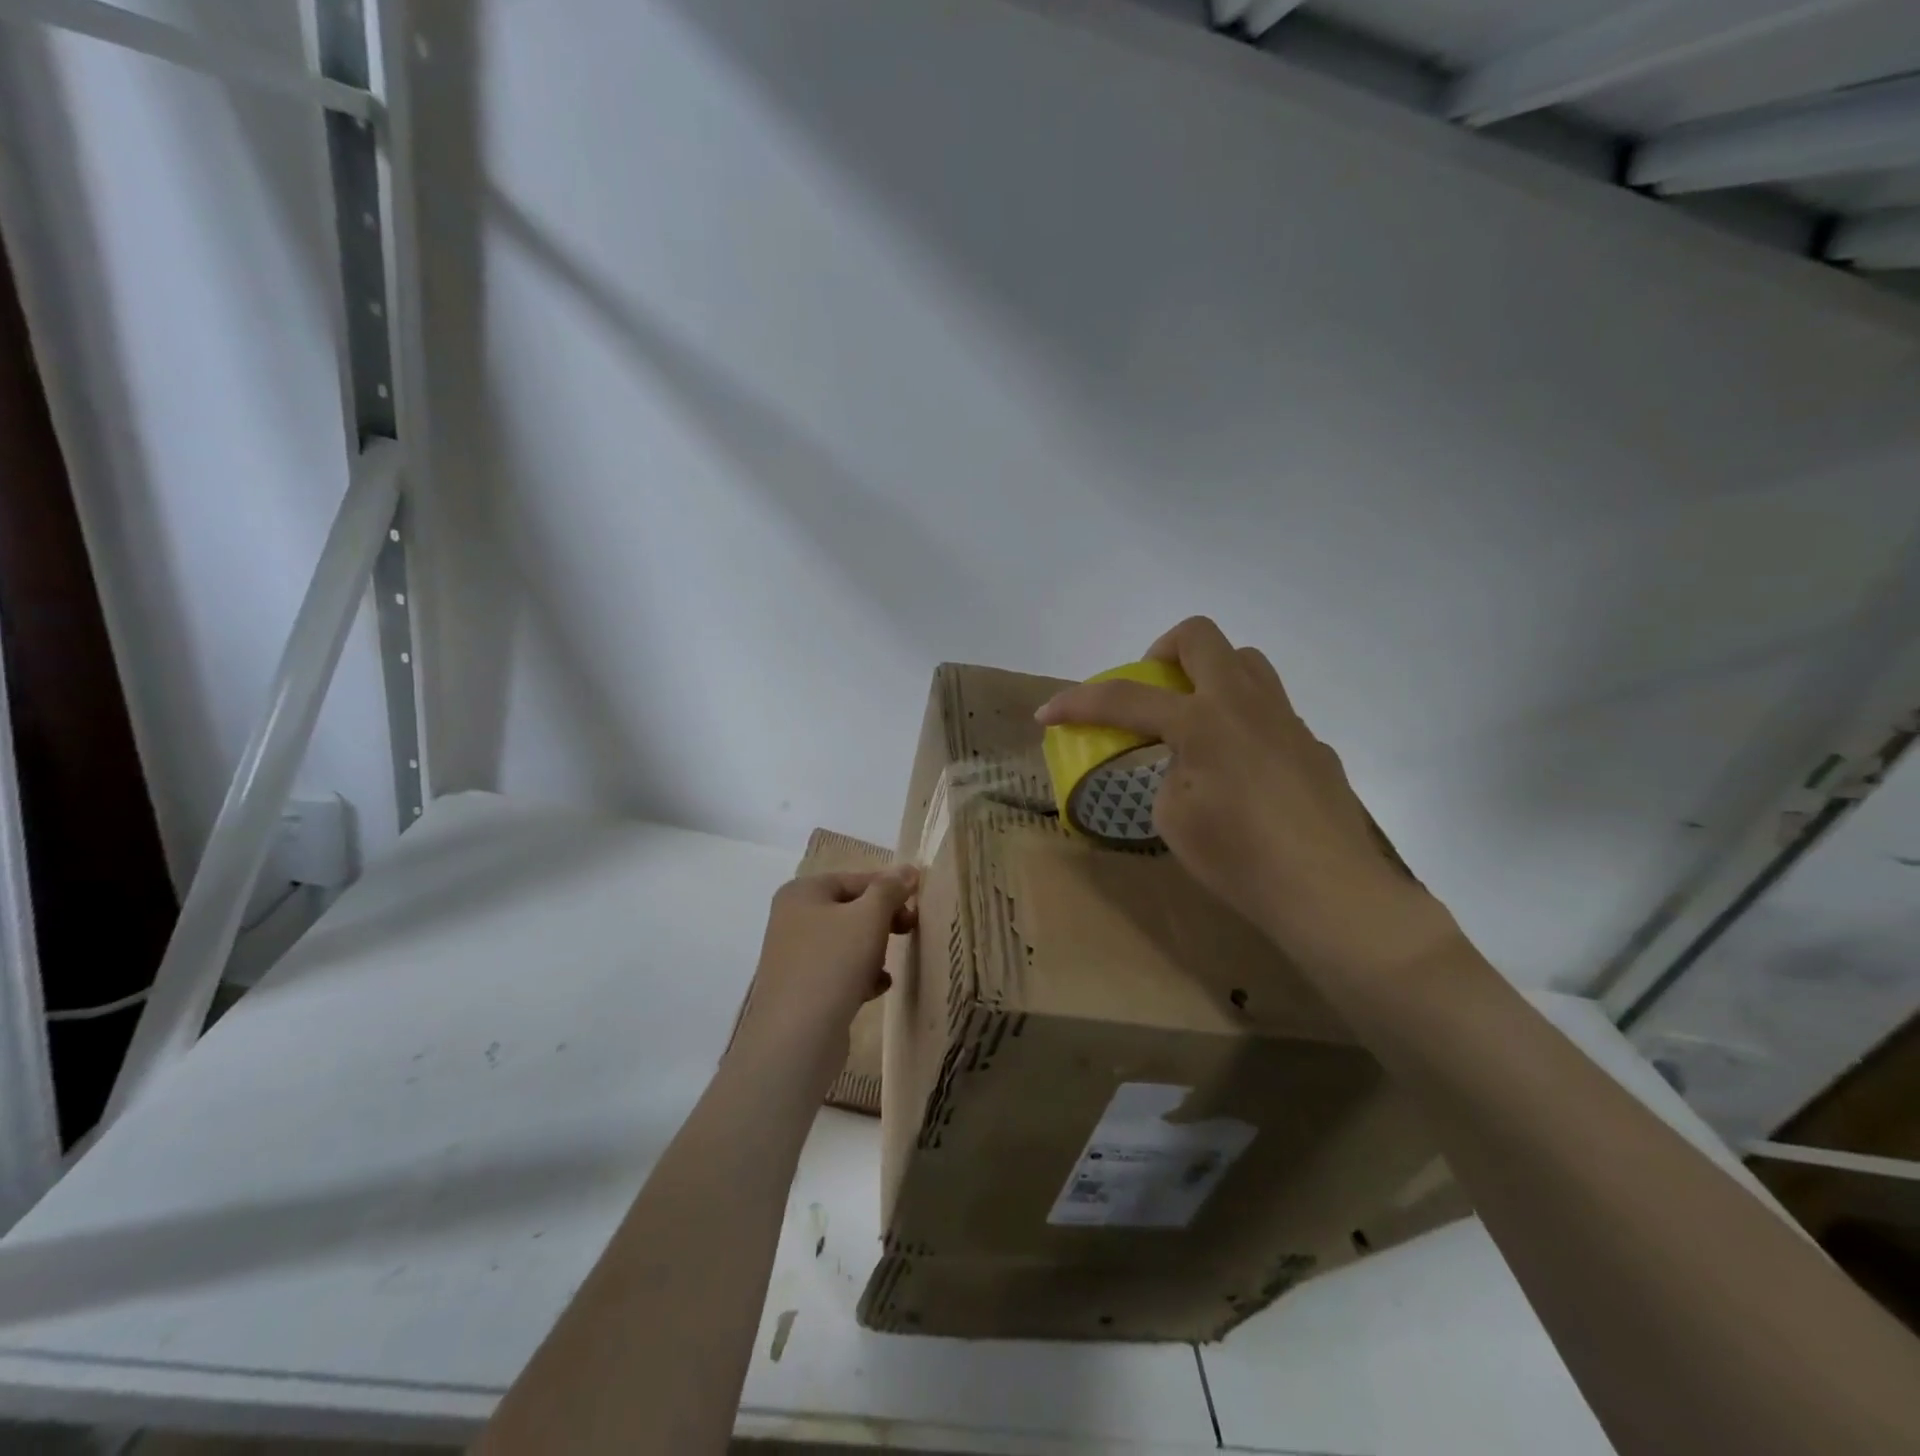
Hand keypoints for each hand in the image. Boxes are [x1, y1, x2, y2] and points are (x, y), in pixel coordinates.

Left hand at [733, 867, 917, 1090]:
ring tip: (890, 963)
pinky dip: (861, 975)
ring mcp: (795, 956)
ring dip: (874, 950)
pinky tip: (878, 988)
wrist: (796, 1038)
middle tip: (911, 929)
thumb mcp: (869, 917)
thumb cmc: (833, 963)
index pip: (855, 879)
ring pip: (847, 942)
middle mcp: (793, 919)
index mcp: (802, 893)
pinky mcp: (802, 989)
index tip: (919, 901)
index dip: (890, 887)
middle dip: (883, 920)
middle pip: (851, 910)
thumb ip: (890, 889)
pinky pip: (839, 971)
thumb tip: (907, 870)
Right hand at [1036, 617, 1447, 978]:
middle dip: (1159, 653)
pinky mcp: (1312, 746)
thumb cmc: (1240, 859)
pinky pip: (1270, 711)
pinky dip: (1240, 722)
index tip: (1046, 713)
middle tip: (1148, 693)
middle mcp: (1245, 705)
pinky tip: (1241, 773)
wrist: (1329, 893)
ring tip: (1194, 723)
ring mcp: (1286, 720)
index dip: (1077, 702)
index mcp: (1202, 722)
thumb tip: (1189, 764)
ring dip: (1208, 675)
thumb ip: (1170, 774)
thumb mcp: (1174, 818)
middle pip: (1199, 637)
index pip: (1124, 698)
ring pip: (1245, 662)